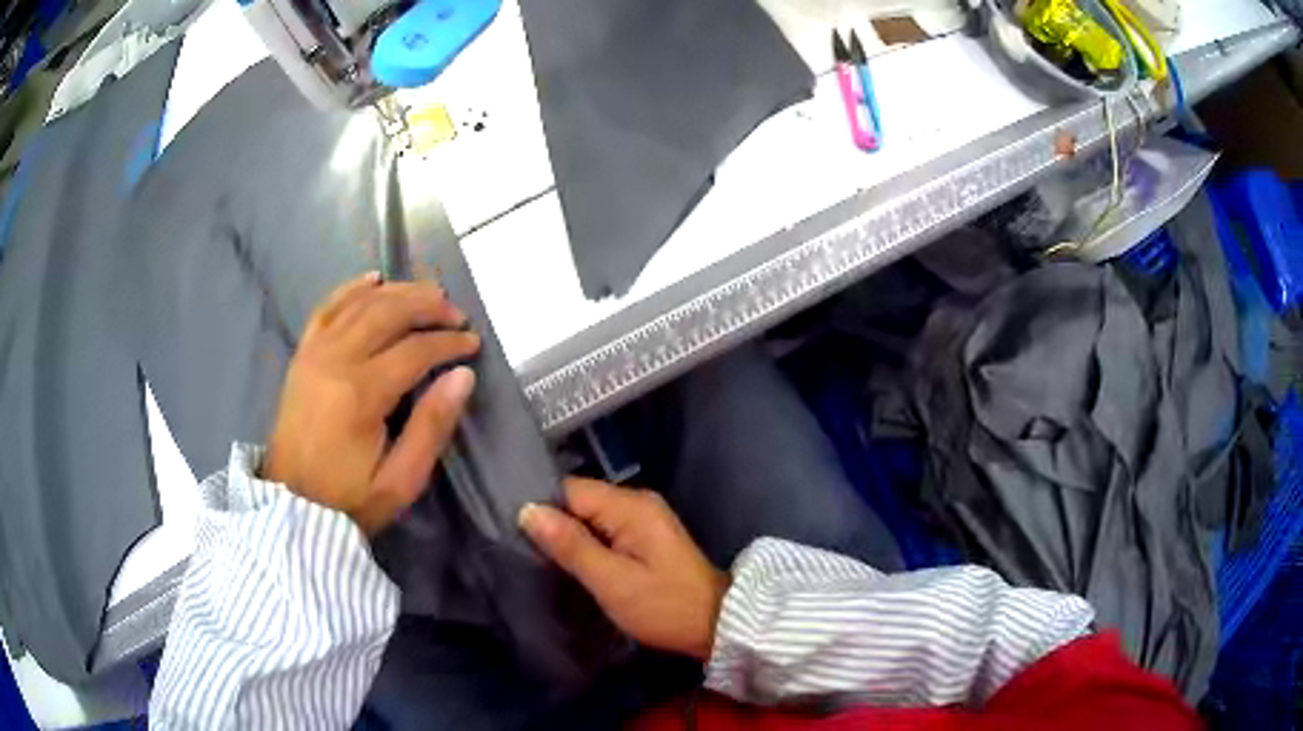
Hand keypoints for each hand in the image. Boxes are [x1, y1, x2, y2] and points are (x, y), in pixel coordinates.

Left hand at [263, 273, 480, 533]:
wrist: (292, 506)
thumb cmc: (349, 499)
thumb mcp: (401, 481)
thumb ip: (432, 427)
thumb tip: (462, 376)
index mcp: (361, 394)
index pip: (415, 350)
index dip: (449, 342)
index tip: (473, 344)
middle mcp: (336, 360)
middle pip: (388, 312)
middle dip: (428, 306)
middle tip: (456, 313)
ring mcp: (315, 352)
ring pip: (361, 303)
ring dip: (398, 292)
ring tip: (428, 294)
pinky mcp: (303, 354)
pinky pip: (327, 307)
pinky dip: (352, 288)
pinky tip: (374, 279)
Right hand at [519, 478, 729, 659]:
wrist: (716, 625)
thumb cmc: (663, 606)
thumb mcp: (611, 581)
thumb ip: (570, 545)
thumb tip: (527, 510)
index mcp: (630, 506)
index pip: (570, 490)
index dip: (544, 510)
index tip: (519, 535)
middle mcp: (638, 502)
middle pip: (581, 500)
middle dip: (556, 524)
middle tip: (528, 553)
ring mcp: (645, 519)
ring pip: (592, 517)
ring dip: (572, 537)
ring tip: (545, 560)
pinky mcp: (648, 537)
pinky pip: (607, 530)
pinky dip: (590, 544)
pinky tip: (577, 564)